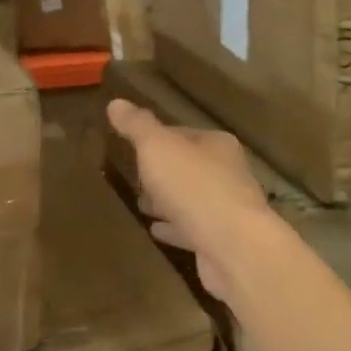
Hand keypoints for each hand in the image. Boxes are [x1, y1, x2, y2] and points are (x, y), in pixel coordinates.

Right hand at [106, 98, 272, 301]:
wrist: (234, 248)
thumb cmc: (194, 187)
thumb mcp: (157, 148)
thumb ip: (137, 126)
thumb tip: (116, 103)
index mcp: (216, 144)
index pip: (182, 134)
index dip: (156, 139)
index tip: (133, 147)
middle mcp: (227, 173)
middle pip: (187, 167)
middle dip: (162, 172)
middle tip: (135, 178)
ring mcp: (226, 209)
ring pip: (190, 199)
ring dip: (167, 201)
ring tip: (141, 204)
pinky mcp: (221, 241)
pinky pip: (191, 229)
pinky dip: (174, 228)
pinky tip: (156, 231)